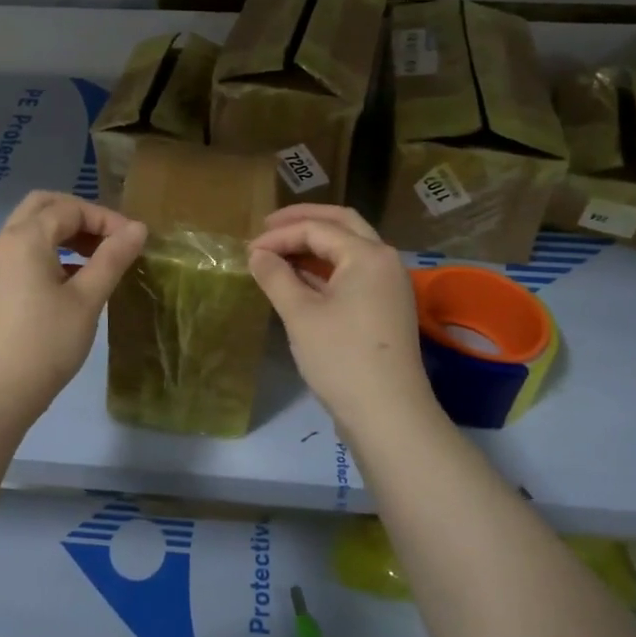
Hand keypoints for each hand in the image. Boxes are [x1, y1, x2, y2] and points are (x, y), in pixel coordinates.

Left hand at [0, 191, 146, 422]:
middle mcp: (4, 241)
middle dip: (79, 215)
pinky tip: (72, 278)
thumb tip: (138, 228)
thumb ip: (112, 258)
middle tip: (109, 238)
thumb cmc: (47, 343)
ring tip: (97, 258)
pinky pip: (22, 250)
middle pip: (43, 206)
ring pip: (30, 228)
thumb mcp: (87, 299)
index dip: (105, 219)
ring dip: (63, 232)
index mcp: (25, 238)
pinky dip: (48, 250)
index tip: (133, 241)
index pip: (70, 209)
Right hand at [248, 204, 435, 434]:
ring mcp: (388, 285)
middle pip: (341, 224)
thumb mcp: (300, 314)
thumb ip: (276, 276)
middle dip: (303, 222)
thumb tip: (257, 254)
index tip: (247, 250)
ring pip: (349, 248)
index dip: (278, 235)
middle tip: (267, 227)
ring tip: (278, 251)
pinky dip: (325, 268)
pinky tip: (299, 279)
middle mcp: (384, 261)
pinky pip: (353, 272)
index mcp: (367, 254)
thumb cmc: (341, 358)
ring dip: (314, 244)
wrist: (388, 415)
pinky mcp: (385, 307)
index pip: (317, 229)